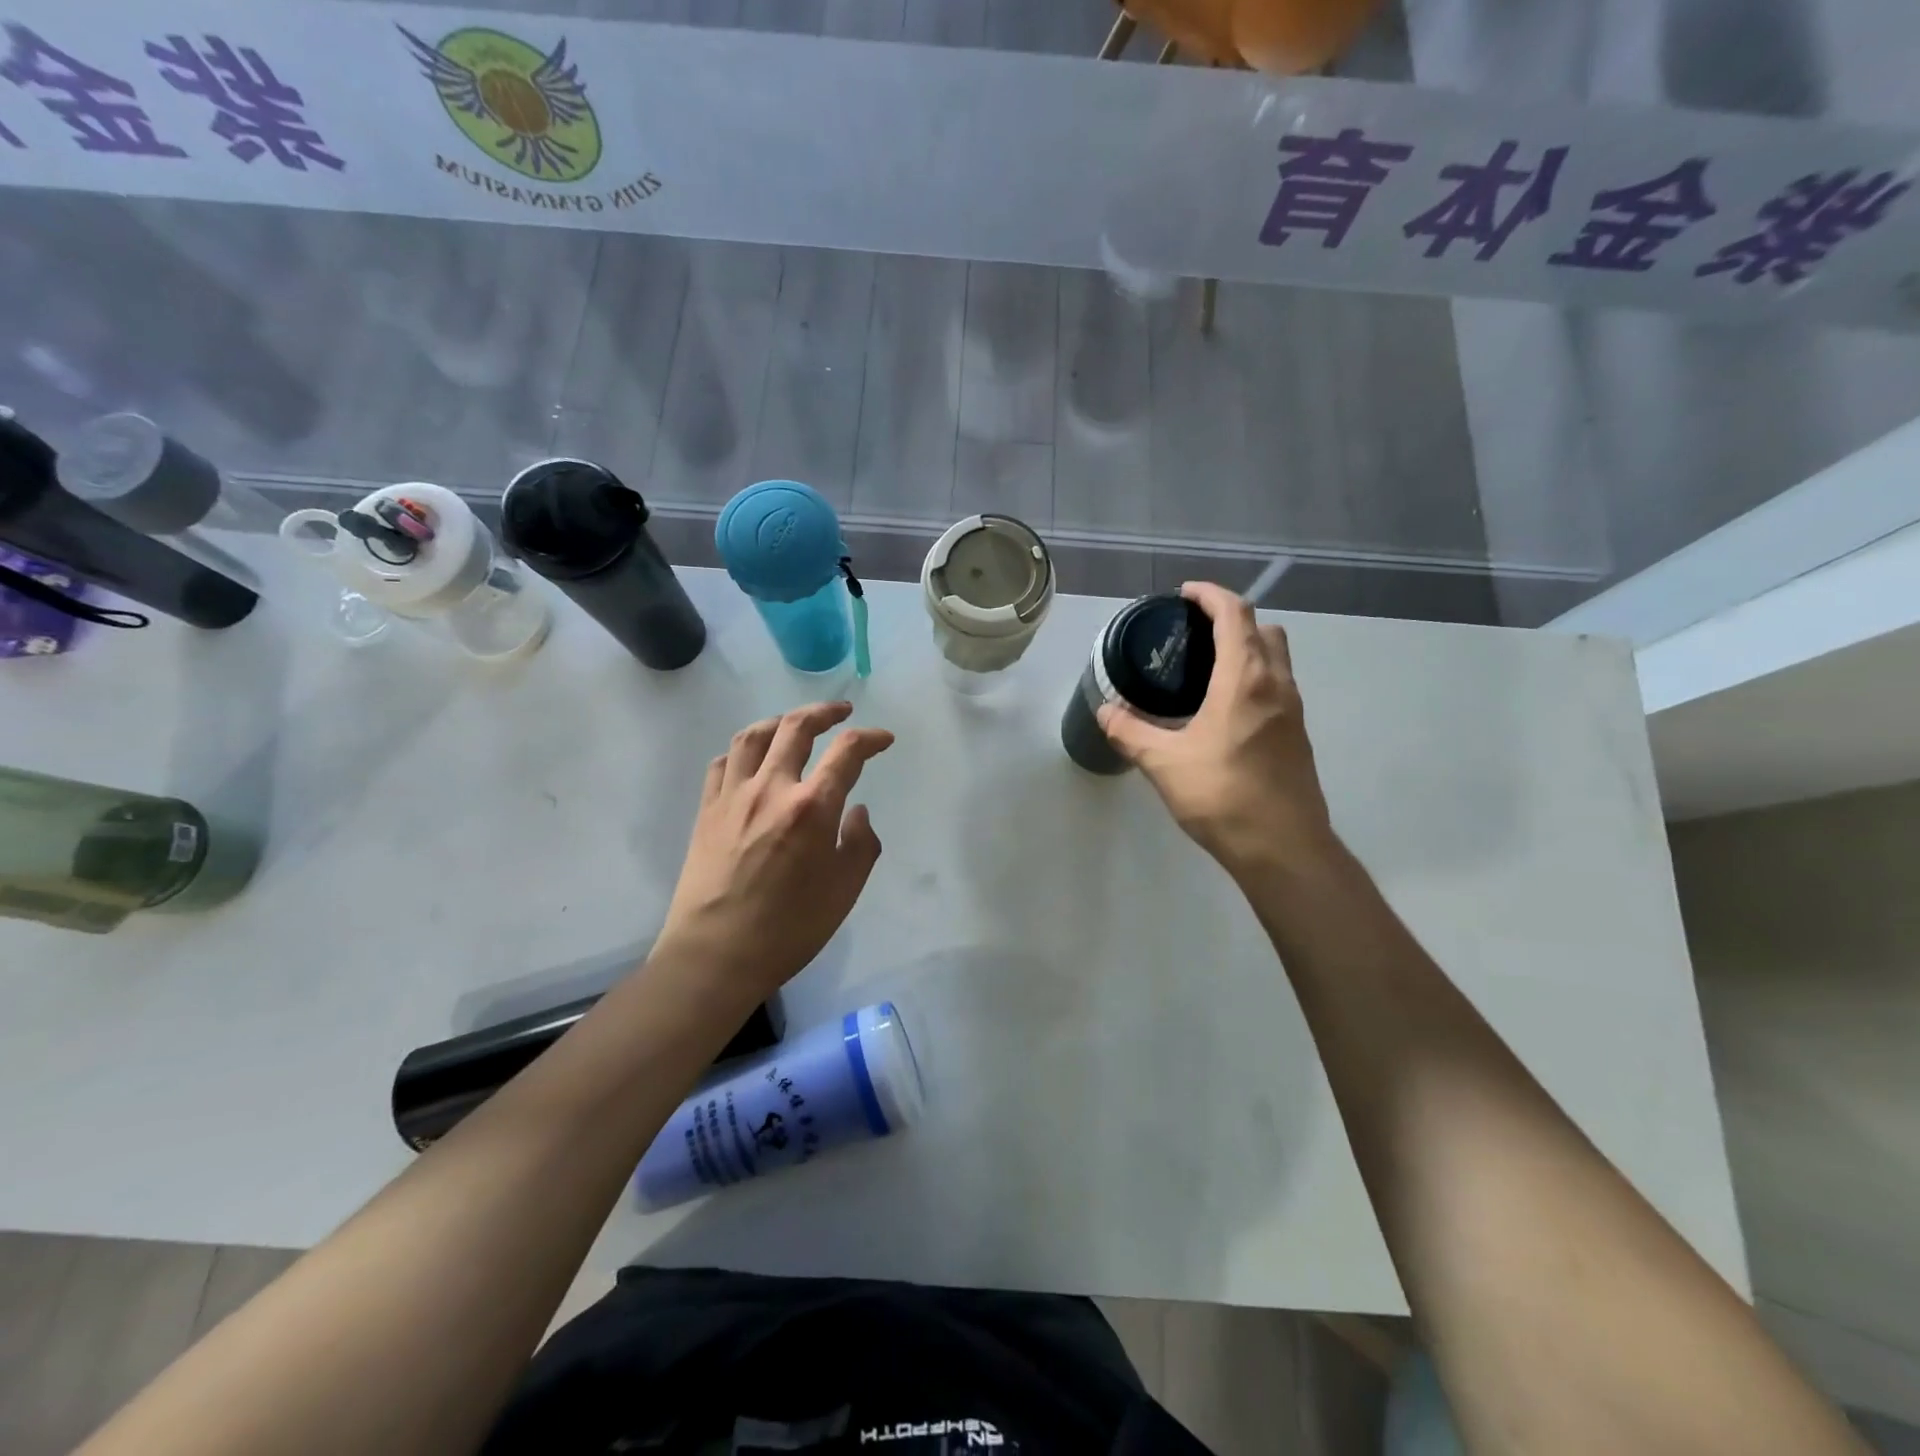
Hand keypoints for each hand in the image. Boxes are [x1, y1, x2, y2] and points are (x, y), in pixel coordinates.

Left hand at [656, 702, 893, 1005]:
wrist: (715, 955)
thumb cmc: (789, 928)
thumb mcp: (845, 890)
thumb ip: (860, 843)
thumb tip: (855, 811)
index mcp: (812, 806)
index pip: (847, 752)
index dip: (870, 738)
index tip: (884, 740)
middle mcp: (772, 788)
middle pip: (796, 727)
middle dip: (824, 712)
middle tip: (842, 712)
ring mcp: (733, 796)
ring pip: (753, 736)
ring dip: (780, 721)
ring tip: (794, 724)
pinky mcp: (706, 811)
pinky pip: (723, 764)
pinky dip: (742, 752)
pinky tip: (752, 761)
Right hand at [1098, 582, 1336, 880]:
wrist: (1283, 848)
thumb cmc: (1223, 795)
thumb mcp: (1164, 763)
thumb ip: (1131, 733)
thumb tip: (1105, 712)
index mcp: (1246, 679)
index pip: (1235, 614)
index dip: (1211, 595)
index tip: (1185, 593)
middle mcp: (1277, 685)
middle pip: (1264, 630)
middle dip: (1232, 619)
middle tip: (1195, 632)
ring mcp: (1293, 712)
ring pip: (1276, 660)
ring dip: (1248, 649)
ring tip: (1206, 668)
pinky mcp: (1297, 737)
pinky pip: (1278, 688)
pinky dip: (1254, 679)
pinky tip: (1224, 710)